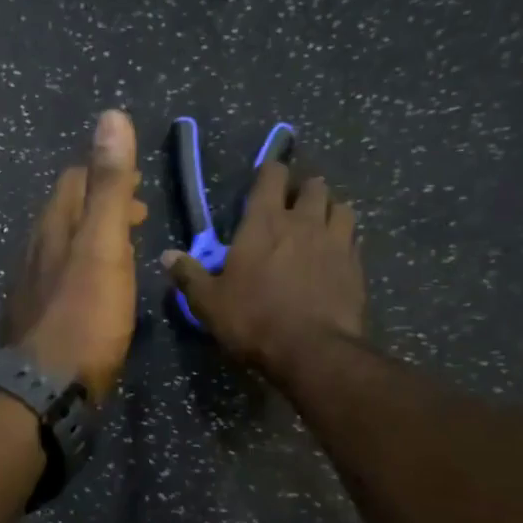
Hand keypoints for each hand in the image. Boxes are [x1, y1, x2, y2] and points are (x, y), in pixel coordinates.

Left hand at [1, 111, 146, 398]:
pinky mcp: (36, 321)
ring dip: (91, 239)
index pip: (74, 181)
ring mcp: (31, 288)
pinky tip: (95, 292)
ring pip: (61, 248)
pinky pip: (60, 281)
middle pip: (65, 214)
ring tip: (122, 248)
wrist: (45, 389)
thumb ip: (108, 187)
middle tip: (137, 214)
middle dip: (100, 206)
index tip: (139, 185)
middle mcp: (35, 252)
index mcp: (53, 229)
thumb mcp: (103, 247)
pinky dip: (83, 271)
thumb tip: (111, 116)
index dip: (105, 174)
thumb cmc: (83, 316)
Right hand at [160, 163, 364, 375]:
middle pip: (313, 185)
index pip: (272, 176)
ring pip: (341, 207)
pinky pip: (354, 239)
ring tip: (321, 224)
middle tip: (294, 205)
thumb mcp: (209, 303)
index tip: (266, 179)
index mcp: (264, 223)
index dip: (270, 173)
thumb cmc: (254, 321)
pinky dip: (345, 240)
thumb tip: (167, 256)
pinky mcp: (356, 265)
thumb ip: (190, 276)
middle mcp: (304, 222)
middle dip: (304, 189)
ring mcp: (336, 241)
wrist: (312, 350)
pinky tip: (337, 255)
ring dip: (330, 210)